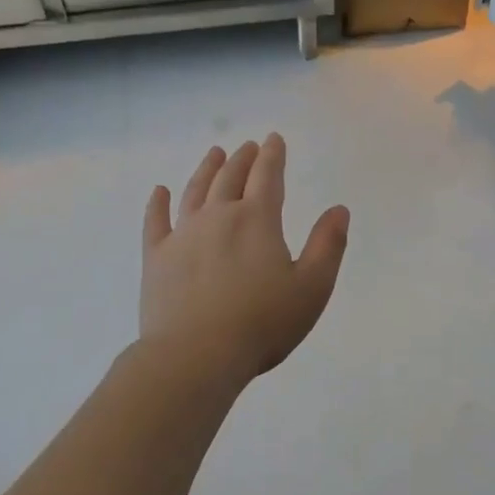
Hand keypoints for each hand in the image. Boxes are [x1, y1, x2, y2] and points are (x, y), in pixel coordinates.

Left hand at [141, 134, 349, 385]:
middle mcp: (218, 217)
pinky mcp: (156, 258)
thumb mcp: (312, 288)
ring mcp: (182, 235)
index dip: (273, 156)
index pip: (268, 177)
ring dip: (206, 170)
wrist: (197, 355)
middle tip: (248, 146)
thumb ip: (328, 245)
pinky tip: (160, 192)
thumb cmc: (263, 323)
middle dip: (243, 159)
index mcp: (258, 220)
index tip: (274, 139)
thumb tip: (339, 209)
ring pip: (195, 192)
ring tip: (214, 154)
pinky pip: (155, 222)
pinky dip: (158, 204)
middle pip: (230, 178)